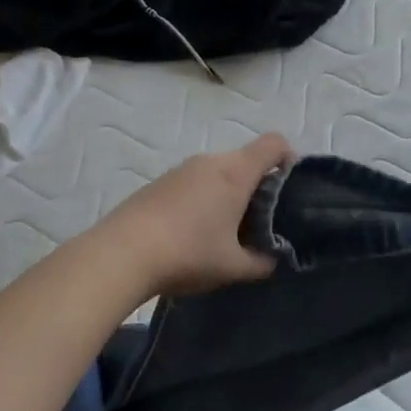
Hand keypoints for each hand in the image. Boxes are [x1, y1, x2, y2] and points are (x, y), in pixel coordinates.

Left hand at [101, 134, 292, 297]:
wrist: (121, 254)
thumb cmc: (188, 253)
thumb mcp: (234, 266)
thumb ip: (262, 262)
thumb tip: (273, 260)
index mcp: (236, 172)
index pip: (274, 144)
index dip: (289, 159)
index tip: (290, 189)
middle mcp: (210, 161)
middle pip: (246, 160)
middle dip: (258, 186)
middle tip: (259, 222)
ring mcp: (180, 169)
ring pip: (218, 173)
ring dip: (227, 194)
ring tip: (224, 232)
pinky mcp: (158, 183)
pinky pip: (193, 183)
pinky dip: (202, 200)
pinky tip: (192, 233)